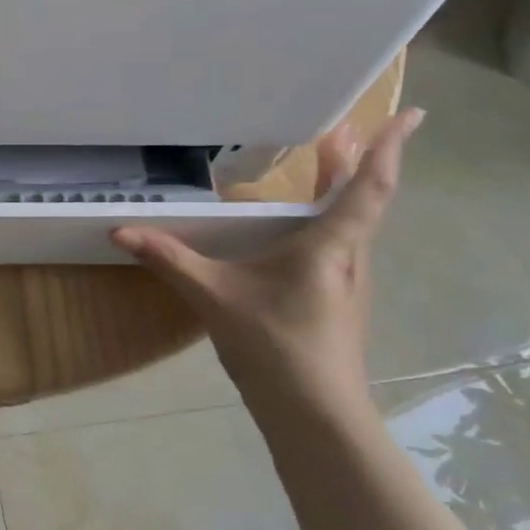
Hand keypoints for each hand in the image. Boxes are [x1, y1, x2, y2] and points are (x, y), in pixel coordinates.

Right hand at [113, 108, 422, 414]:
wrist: (315, 416)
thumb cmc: (277, 346)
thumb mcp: (215, 297)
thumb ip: (170, 261)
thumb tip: (120, 232)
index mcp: (330, 245)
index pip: (368, 187)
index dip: (387, 148)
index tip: (409, 113)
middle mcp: (348, 258)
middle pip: (360, 199)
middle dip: (354, 161)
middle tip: (341, 129)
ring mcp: (346, 284)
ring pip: (349, 226)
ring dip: (342, 192)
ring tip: (324, 167)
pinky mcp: (335, 304)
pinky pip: (335, 248)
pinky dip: (326, 223)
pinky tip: (296, 236)